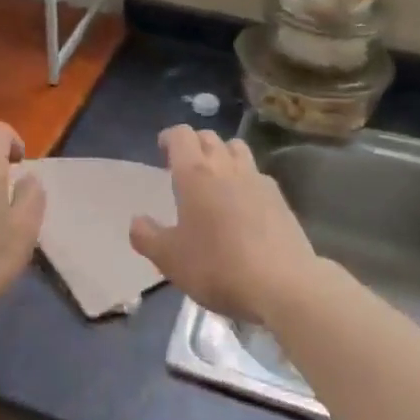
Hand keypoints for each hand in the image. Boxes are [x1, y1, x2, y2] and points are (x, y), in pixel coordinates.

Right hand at [130, 125, 317, 323]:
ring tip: (216, 177)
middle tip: (185, 165)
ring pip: (237, 148)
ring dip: (223, 154)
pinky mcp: (279, 197)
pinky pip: (257, 174)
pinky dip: (245, 178)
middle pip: (209, 137)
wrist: (283, 284)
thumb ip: (147, 237)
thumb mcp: (170, 259)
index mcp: (194, 173)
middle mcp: (226, 166)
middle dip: (194, 144)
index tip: (162, 149)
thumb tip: (137, 221)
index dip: (170, 137)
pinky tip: (244, 202)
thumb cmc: (218, 267)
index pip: (181, 135)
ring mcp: (256, 179)